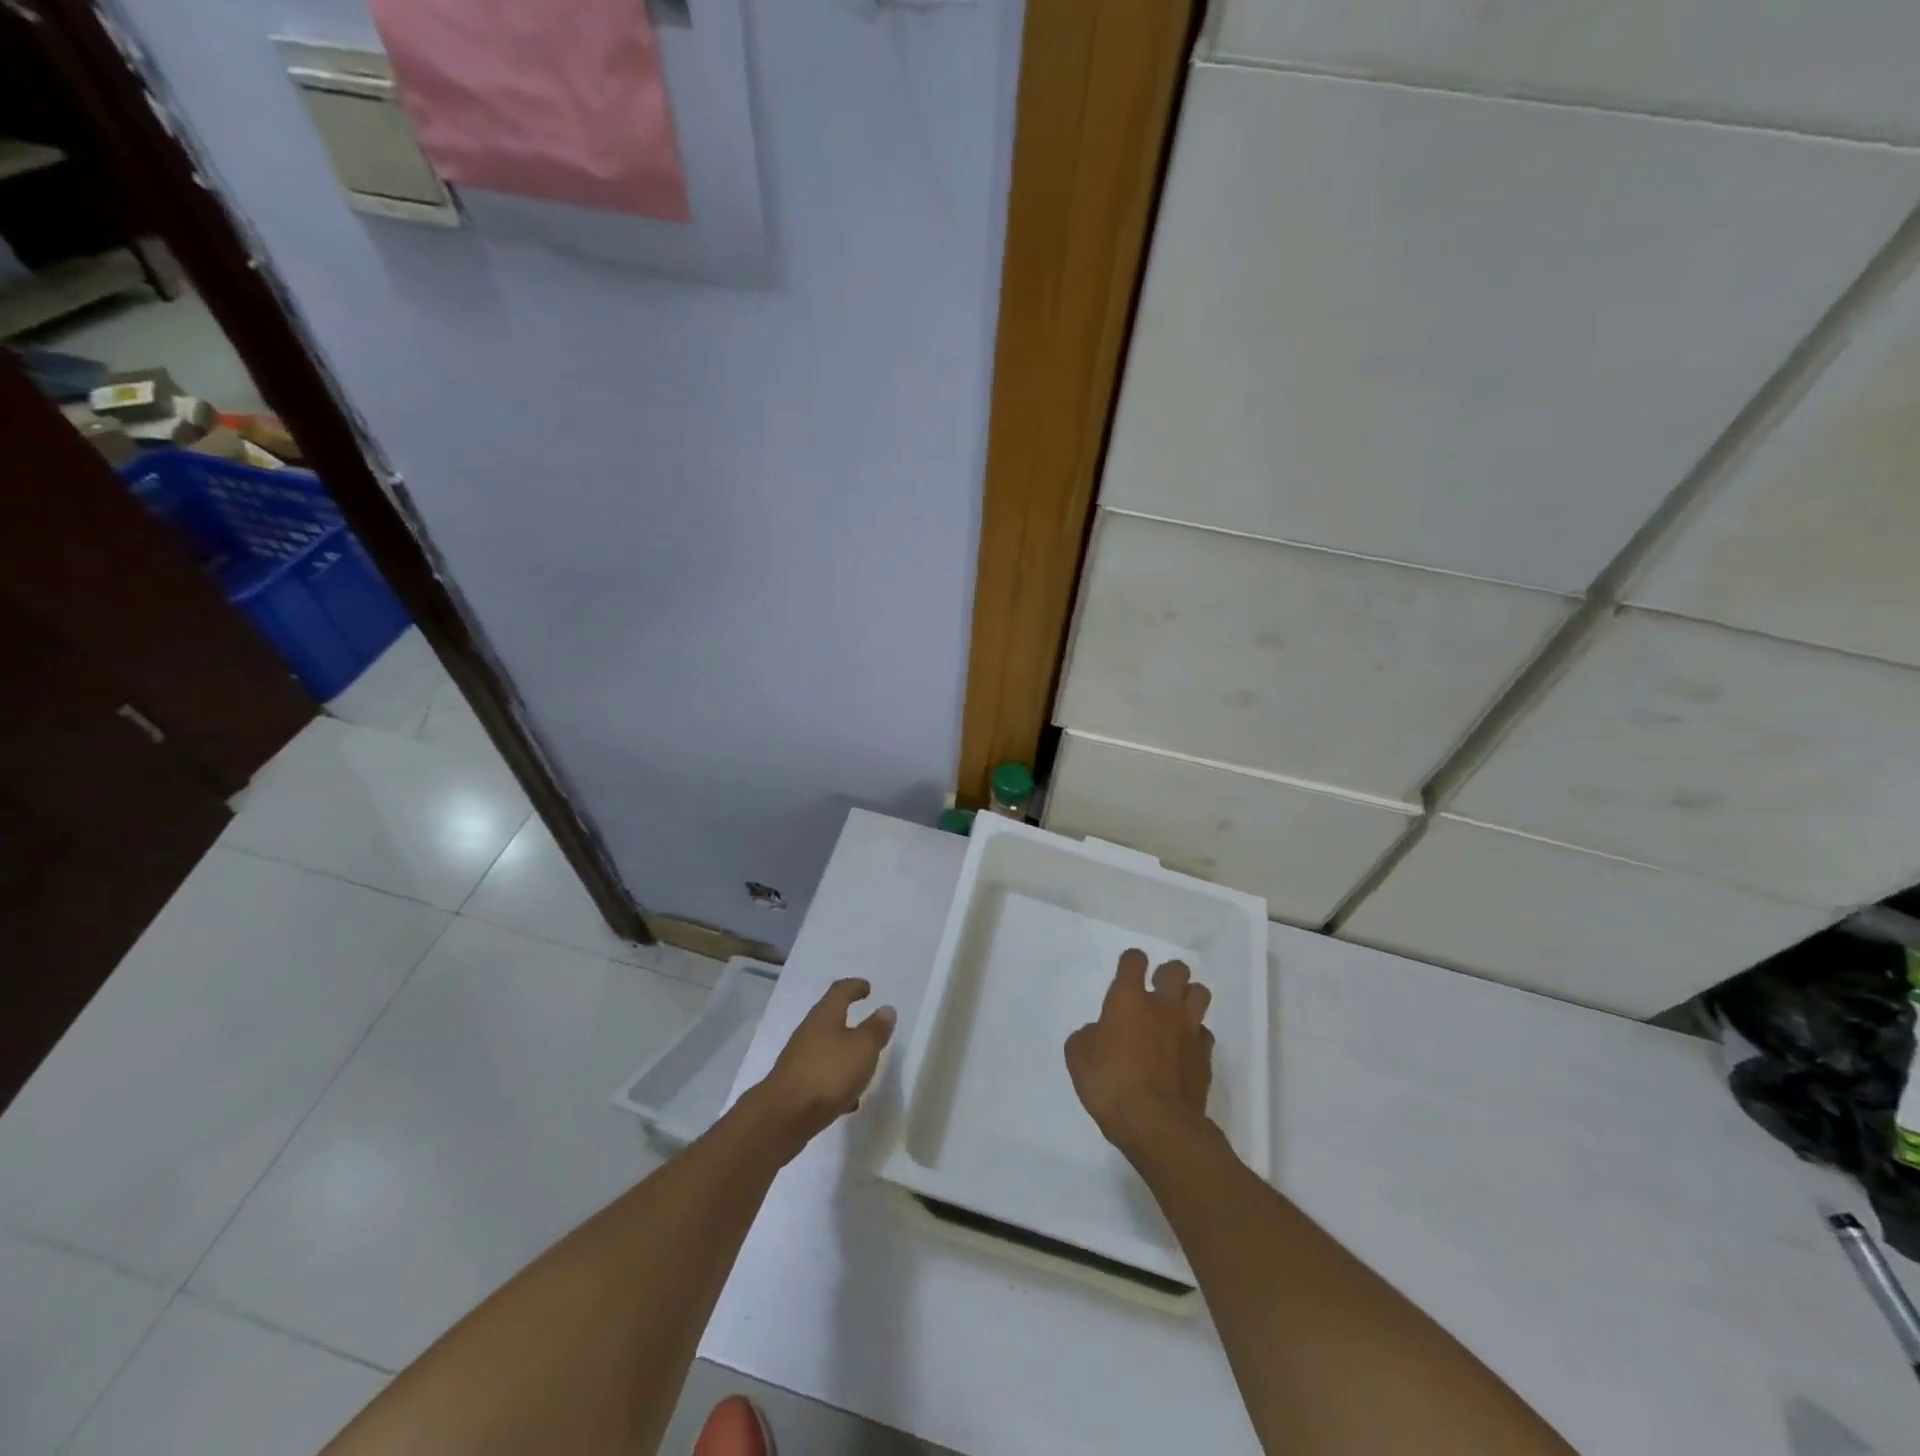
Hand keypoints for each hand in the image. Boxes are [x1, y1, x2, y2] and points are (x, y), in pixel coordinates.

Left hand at [754, 978, 895, 1150]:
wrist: (782, 1117)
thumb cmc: (828, 1074)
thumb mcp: (863, 1049)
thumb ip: (876, 1029)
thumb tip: (886, 1009)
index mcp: (825, 1016)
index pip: (840, 991)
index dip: (855, 986)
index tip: (867, 988)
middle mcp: (809, 1032)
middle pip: (830, 1019)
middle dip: (849, 1021)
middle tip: (869, 1027)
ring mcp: (799, 1060)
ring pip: (826, 1050)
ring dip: (844, 1054)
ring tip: (864, 1067)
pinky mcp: (795, 1085)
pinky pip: (821, 1076)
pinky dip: (836, 1081)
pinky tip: (848, 1100)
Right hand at [1066, 949, 1213, 1158]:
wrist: (1157, 1124)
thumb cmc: (1110, 1084)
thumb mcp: (1078, 1057)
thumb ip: (1088, 1036)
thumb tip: (1098, 1033)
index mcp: (1128, 999)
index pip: (1134, 960)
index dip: (1131, 962)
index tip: (1127, 970)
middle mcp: (1163, 1006)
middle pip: (1177, 970)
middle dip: (1167, 975)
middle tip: (1156, 991)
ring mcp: (1189, 1030)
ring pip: (1200, 994)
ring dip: (1188, 998)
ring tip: (1176, 1014)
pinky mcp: (1206, 1057)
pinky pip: (1205, 1034)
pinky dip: (1195, 1037)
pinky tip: (1184, 1050)